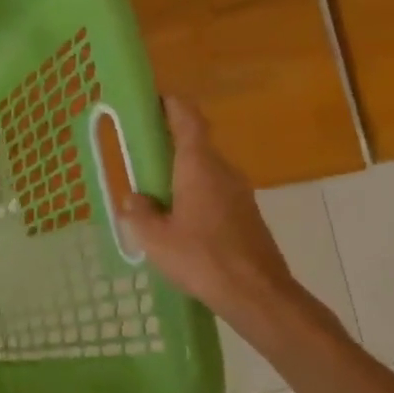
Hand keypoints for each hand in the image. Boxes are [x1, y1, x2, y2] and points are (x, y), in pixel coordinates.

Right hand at [119, 95, 297, 322]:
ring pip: (204, 172)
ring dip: (180, 174)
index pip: (189, 120)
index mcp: (199, 168)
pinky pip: (213, 193)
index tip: (156, 99)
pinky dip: (192, 195)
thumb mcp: (155, 238)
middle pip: (195, 145)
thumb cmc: (202, 259)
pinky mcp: (245, 216)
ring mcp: (239, 194)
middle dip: (168, 145)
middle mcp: (223, 172)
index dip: (173, 105)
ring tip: (152, 192)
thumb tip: (136, 198)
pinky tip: (176, 220)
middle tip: (140, 153)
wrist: (257, 294)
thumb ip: (140, 214)